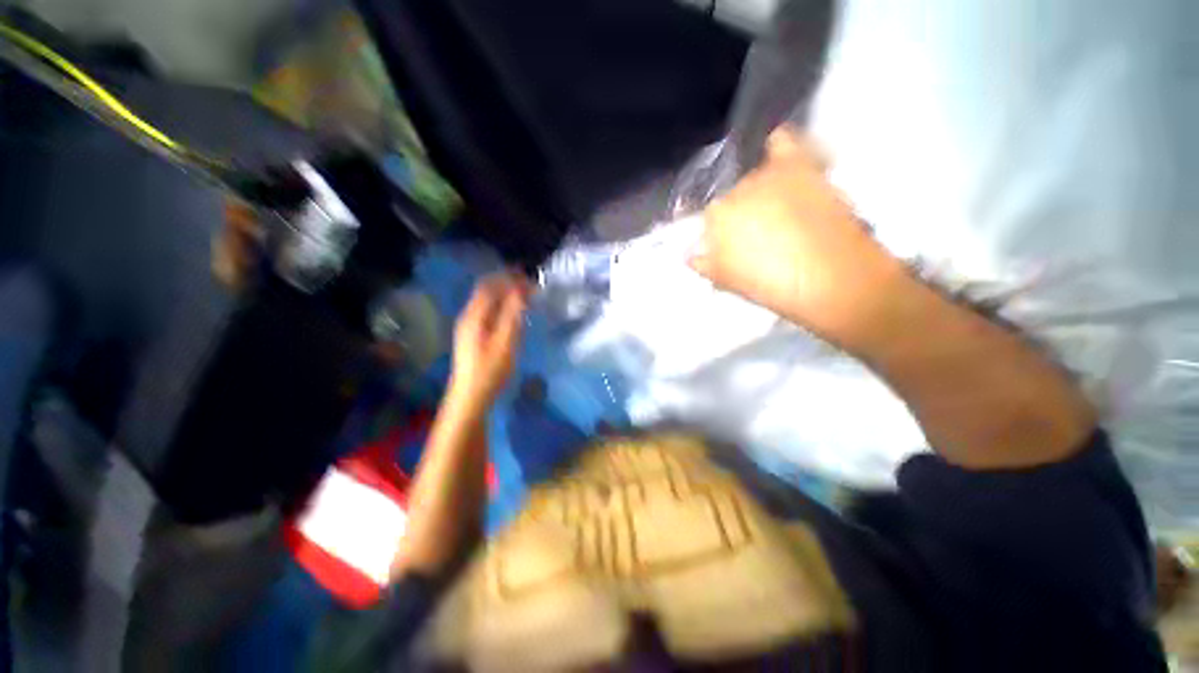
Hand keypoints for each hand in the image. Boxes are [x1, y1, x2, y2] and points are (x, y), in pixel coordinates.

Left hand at [448, 272, 529, 407]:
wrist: (470, 397)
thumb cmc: (490, 370)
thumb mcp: (505, 342)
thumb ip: (513, 314)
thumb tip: (521, 289)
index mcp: (474, 315)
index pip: (489, 286)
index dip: (508, 278)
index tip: (529, 278)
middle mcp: (468, 316)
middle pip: (486, 291)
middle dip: (507, 283)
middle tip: (529, 285)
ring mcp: (468, 327)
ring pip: (486, 302)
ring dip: (504, 295)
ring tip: (524, 296)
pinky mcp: (472, 336)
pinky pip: (487, 312)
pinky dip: (501, 306)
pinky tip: (512, 314)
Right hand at [691, 127, 904, 347]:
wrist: (830, 279)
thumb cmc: (772, 287)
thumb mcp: (727, 281)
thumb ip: (703, 264)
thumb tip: (690, 254)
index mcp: (715, 219)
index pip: (711, 219)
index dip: (722, 234)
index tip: (734, 247)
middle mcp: (735, 191)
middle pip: (733, 197)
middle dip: (742, 213)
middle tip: (762, 233)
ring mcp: (768, 176)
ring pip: (756, 176)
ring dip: (763, 190)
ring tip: (782, 210)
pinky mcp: (799, 167)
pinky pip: (783, 142)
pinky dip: (779, 146)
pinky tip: (780, 152)